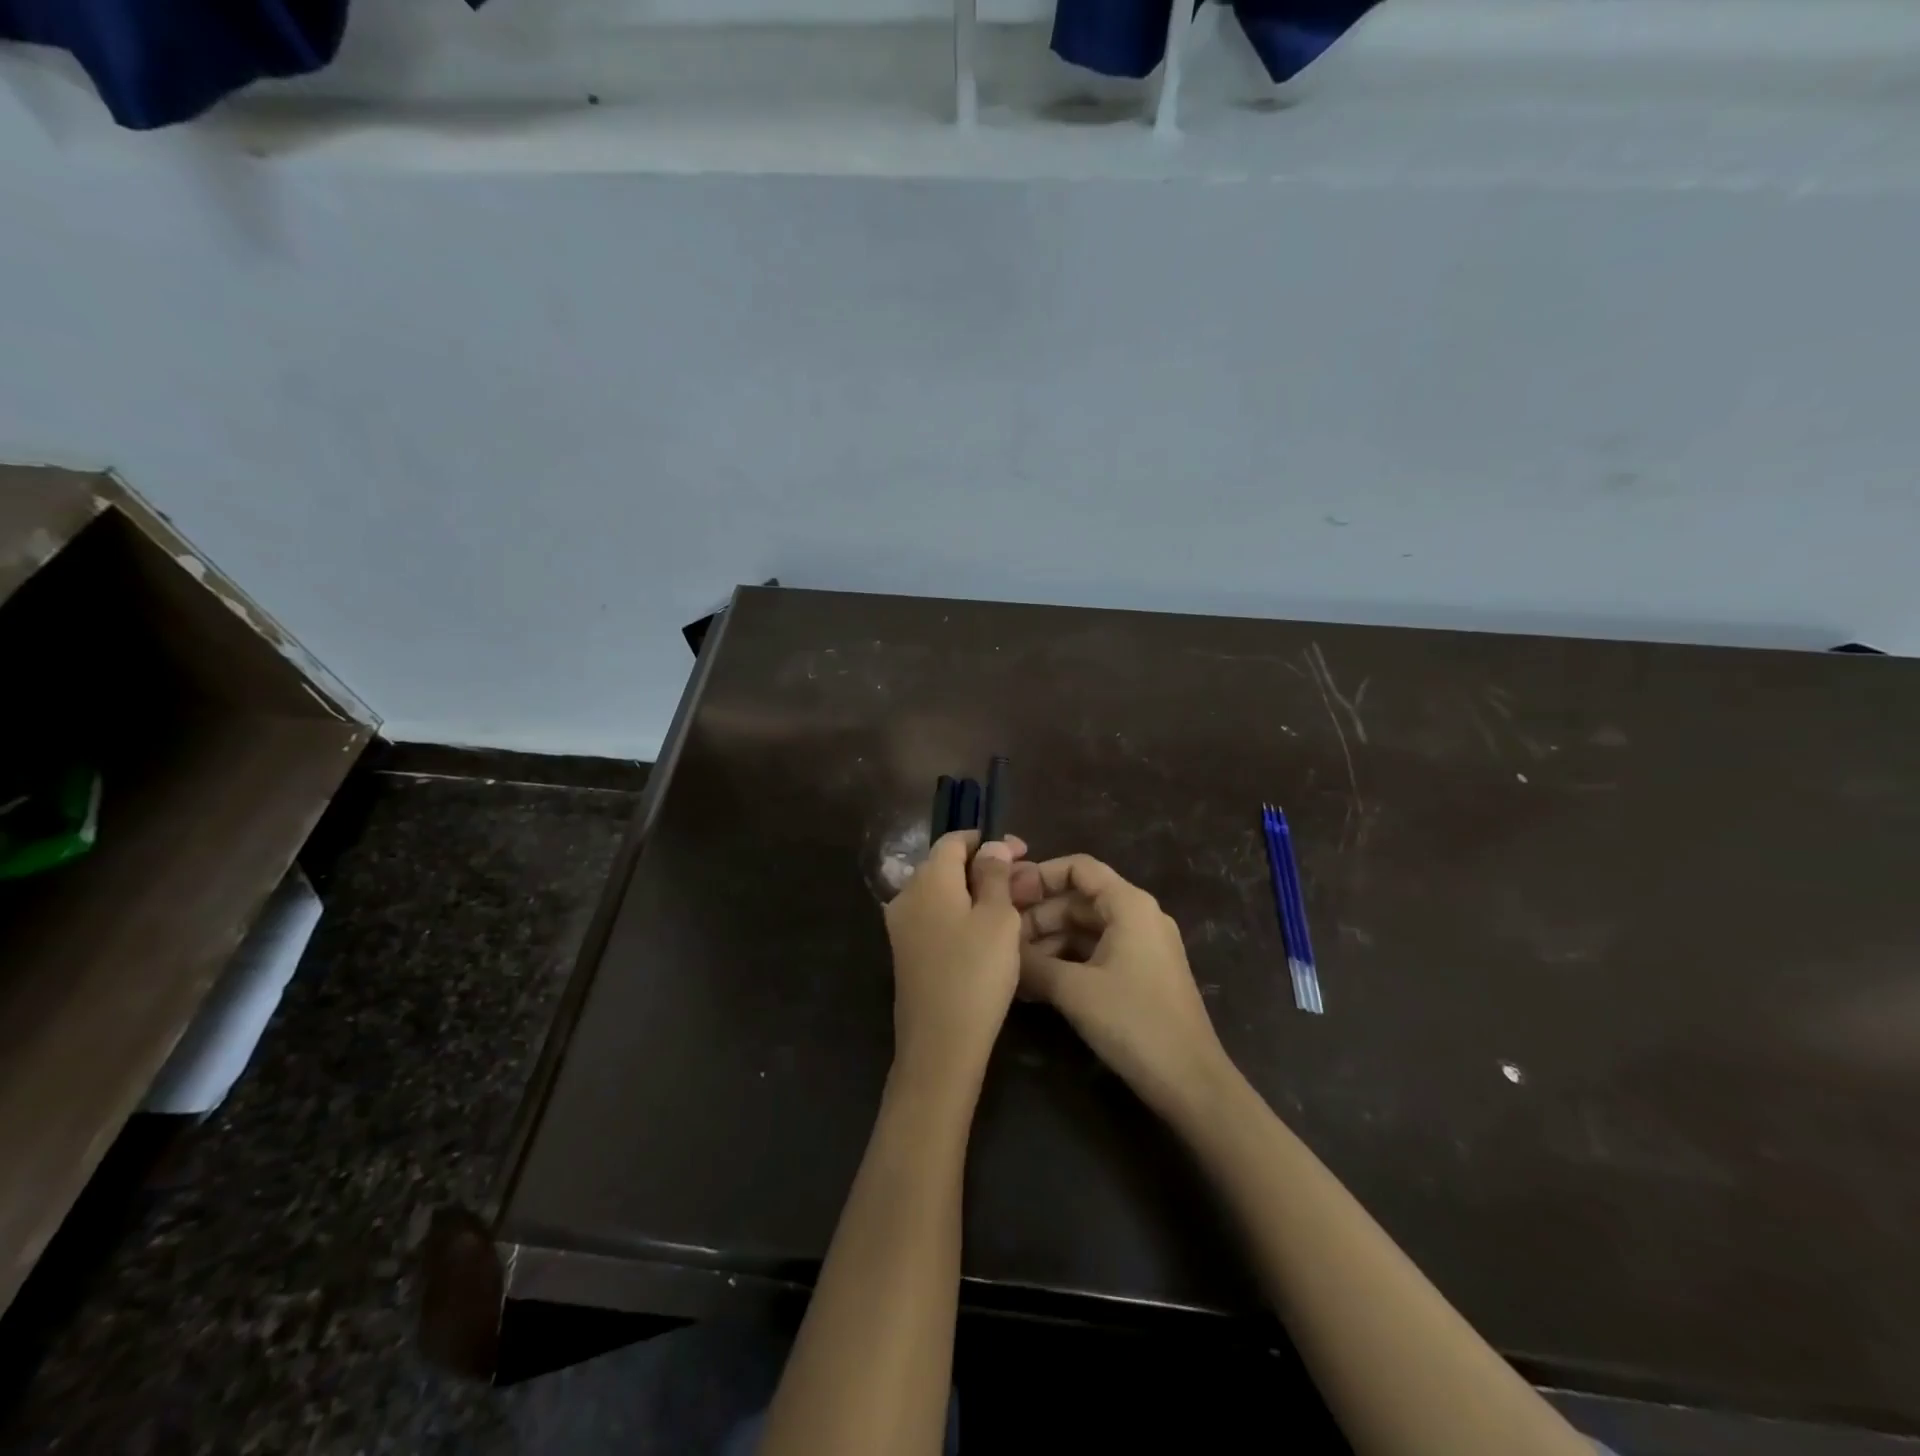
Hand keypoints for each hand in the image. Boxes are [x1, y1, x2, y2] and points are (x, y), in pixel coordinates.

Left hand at [884, 831, 1033, 1092]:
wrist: (939, 1045)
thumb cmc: (976, 973)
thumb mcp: (998, 918)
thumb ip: (995, 875)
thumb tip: (991, 846)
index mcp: (928, 879)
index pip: (954, 840)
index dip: (988, 840)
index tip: (1022, 851)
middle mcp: (907, 895)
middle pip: (947, 866)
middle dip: (985, 867)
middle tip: (1024, 882)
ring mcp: (902, 926)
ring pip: (943, 893)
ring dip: (976, 892)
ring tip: (1014, 907)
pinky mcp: (906, 953)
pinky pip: (936, 917)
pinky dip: (962, 914)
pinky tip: (989, 932)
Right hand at [1019, 856, 1236, 1124]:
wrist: (1191, 1082)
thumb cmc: (1134, 1022)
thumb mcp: (1074, 990)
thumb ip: (1033, 963)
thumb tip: (1000, 949)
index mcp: (1129, 904)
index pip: (1078, 868)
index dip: (1039, 875)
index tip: (1006, 895)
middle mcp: (1138, 916)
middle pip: (1078, 899)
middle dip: (1038, 916)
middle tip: (1001, 940)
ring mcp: (1142, 946)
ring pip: (1084, 929)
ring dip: (1048, 943)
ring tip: (1012, 967)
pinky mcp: (1141, 975)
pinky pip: (1096, 953)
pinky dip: (1066, 962)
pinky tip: (1036, 985)